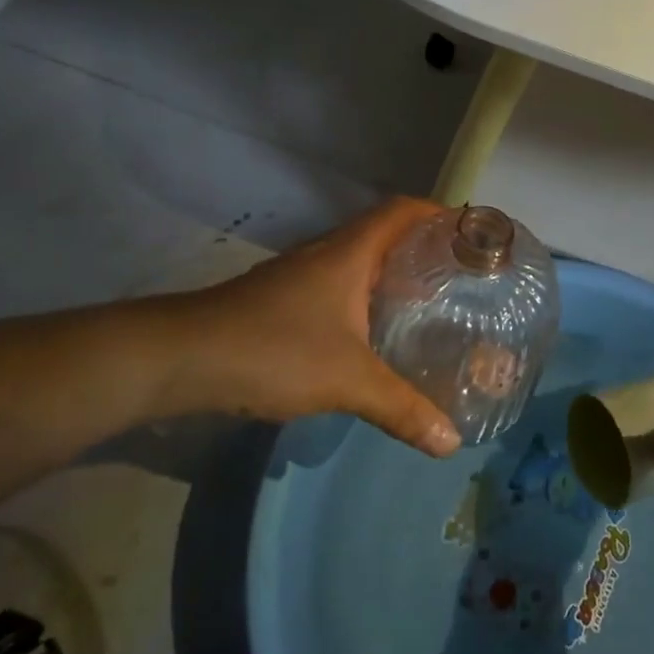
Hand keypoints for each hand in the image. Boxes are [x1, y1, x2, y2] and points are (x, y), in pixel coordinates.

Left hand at [119, 198, 461, 456]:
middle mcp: (327, 253)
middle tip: (460, 276)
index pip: (402, 211)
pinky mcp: (282, 300)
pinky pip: (338, 286)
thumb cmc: (274, 350)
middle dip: (422, 248)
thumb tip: (451, 442)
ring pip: (359, 261)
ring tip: (428, 303)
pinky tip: (373, 333)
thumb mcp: (347, 380)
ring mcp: (300, 275)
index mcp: (349, 252)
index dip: (438, 213)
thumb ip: (401, 407)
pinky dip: (364, 298)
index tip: (471, 233)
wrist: (182, 357)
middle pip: (384, 233)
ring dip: (391, 274)